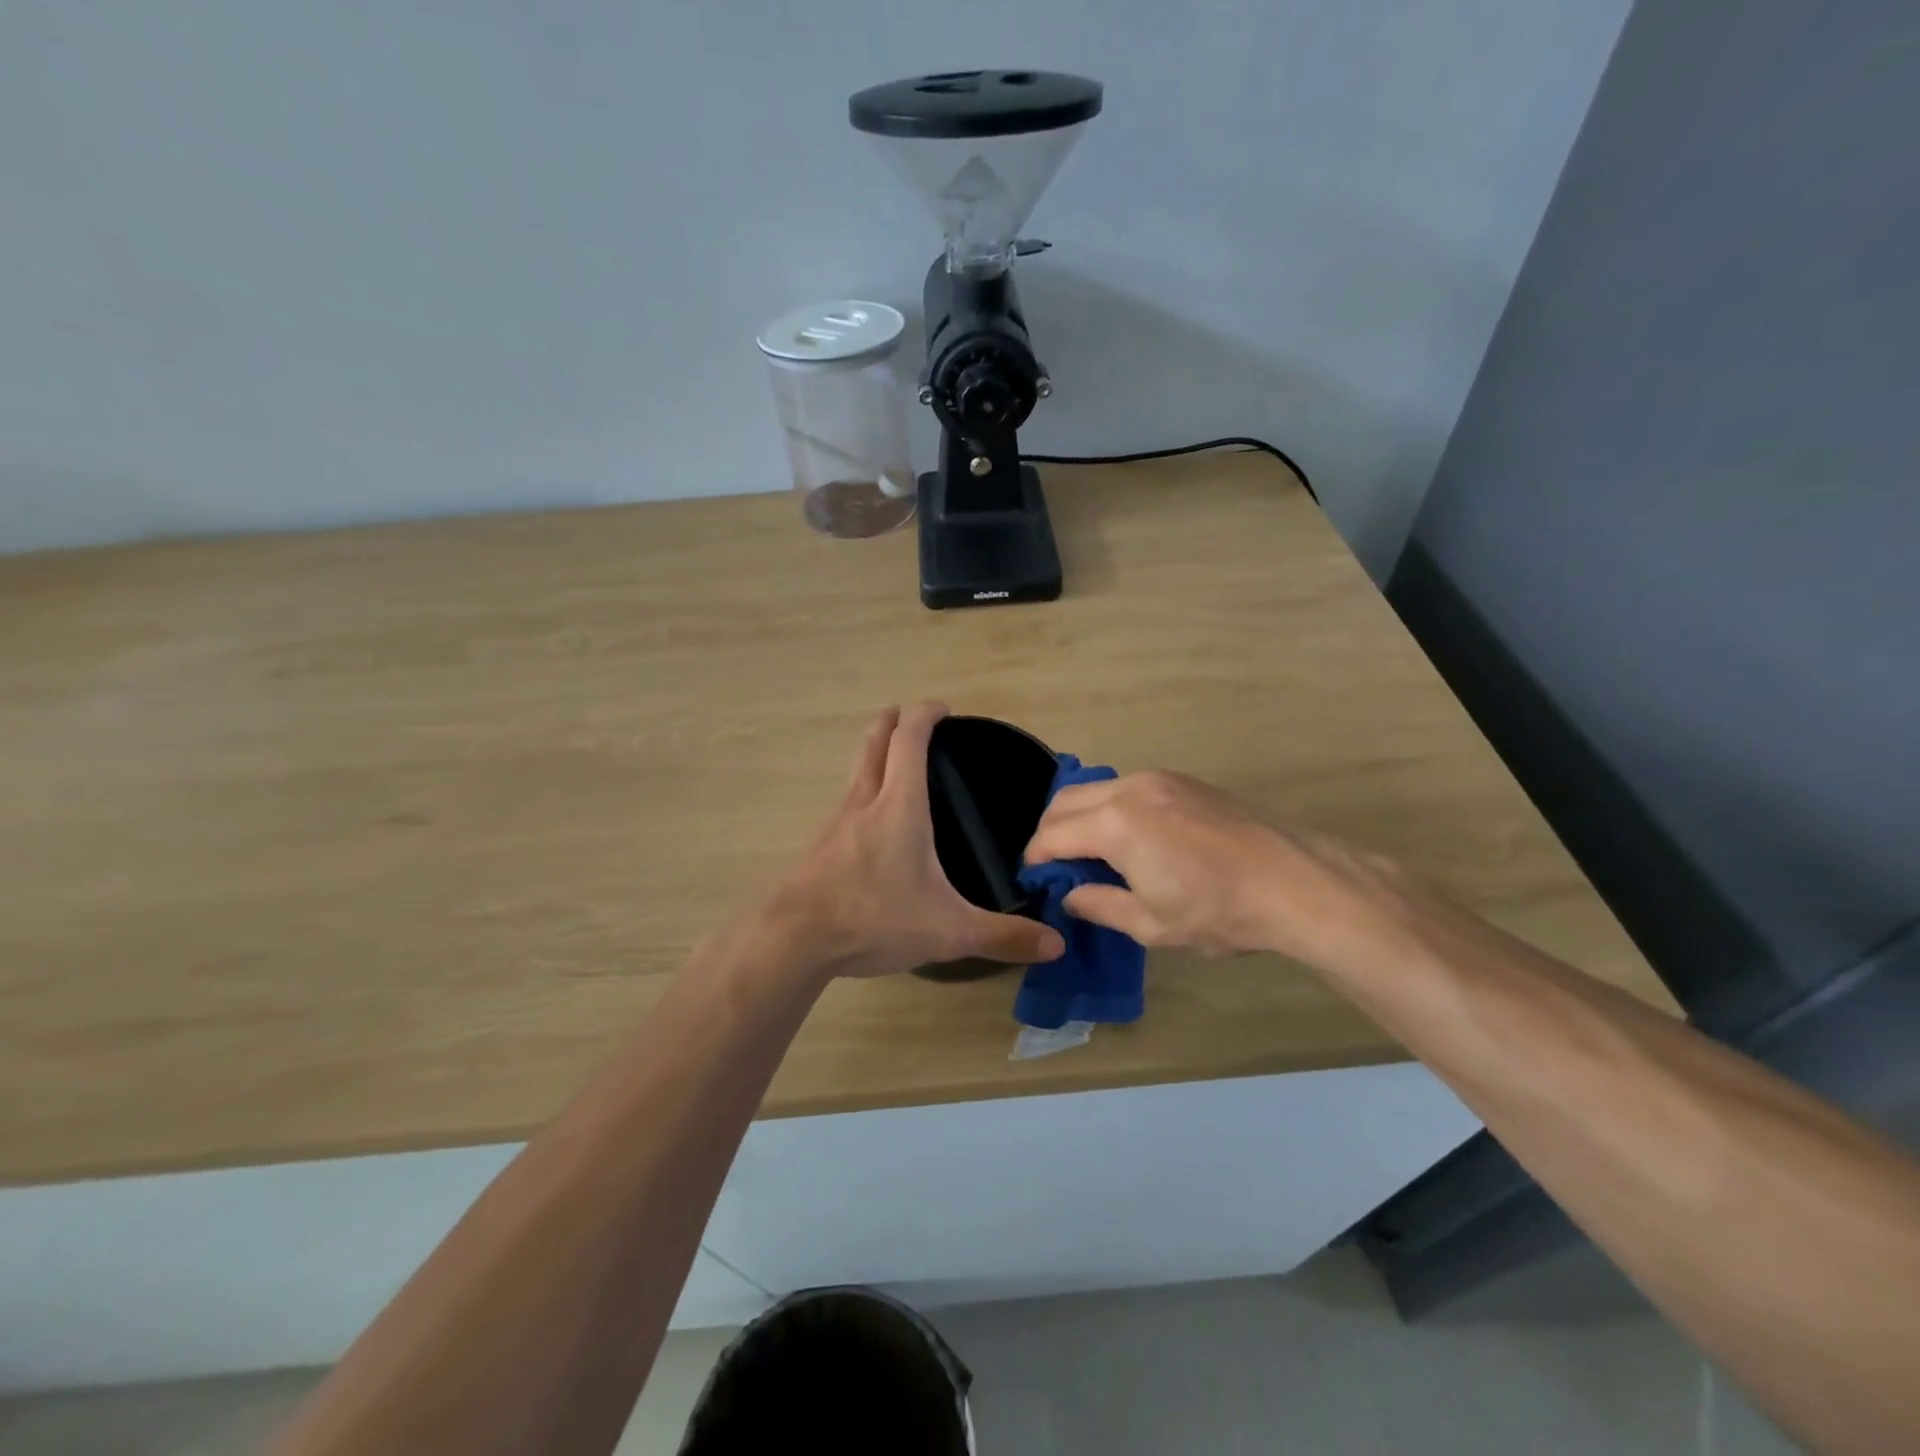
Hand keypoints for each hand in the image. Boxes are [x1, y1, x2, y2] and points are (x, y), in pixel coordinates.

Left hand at [767, 704, 1065, 978]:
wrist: (792, 941)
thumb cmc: (874, 919)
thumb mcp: (948, 931)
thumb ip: (1003, 936)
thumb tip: (1057, 943)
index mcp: (899, 806)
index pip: (909, 740)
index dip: (924, 715)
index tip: (941, 707)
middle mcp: (864, 803)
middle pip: (874, 744)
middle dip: (890, 722)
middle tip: (906, 715)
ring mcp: (836, 823)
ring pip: (856, 772)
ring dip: (873, 755)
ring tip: (891, 763)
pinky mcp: (819, 847)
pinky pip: (845, 805)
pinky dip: (861, 794)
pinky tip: (869, 824)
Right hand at [1023, 770, 1415, 970]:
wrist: (1293, 882)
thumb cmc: (1217, 911)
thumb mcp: (1151, 924)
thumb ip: (1100, 905)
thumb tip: (1071, 895)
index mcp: (1116, 824)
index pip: (1053, 834)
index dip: (1036, 857)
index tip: (1032, 877)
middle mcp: (1130, 789)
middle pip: (1066, 800)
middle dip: (1050, 830)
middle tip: (1055, 865)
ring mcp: (1160, 779)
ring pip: (1097, 789)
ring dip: (1081, 815)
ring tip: (1091, 852)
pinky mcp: (1184, 780)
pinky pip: (1128, 787)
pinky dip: (1112, 807)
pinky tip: (1130, 837)